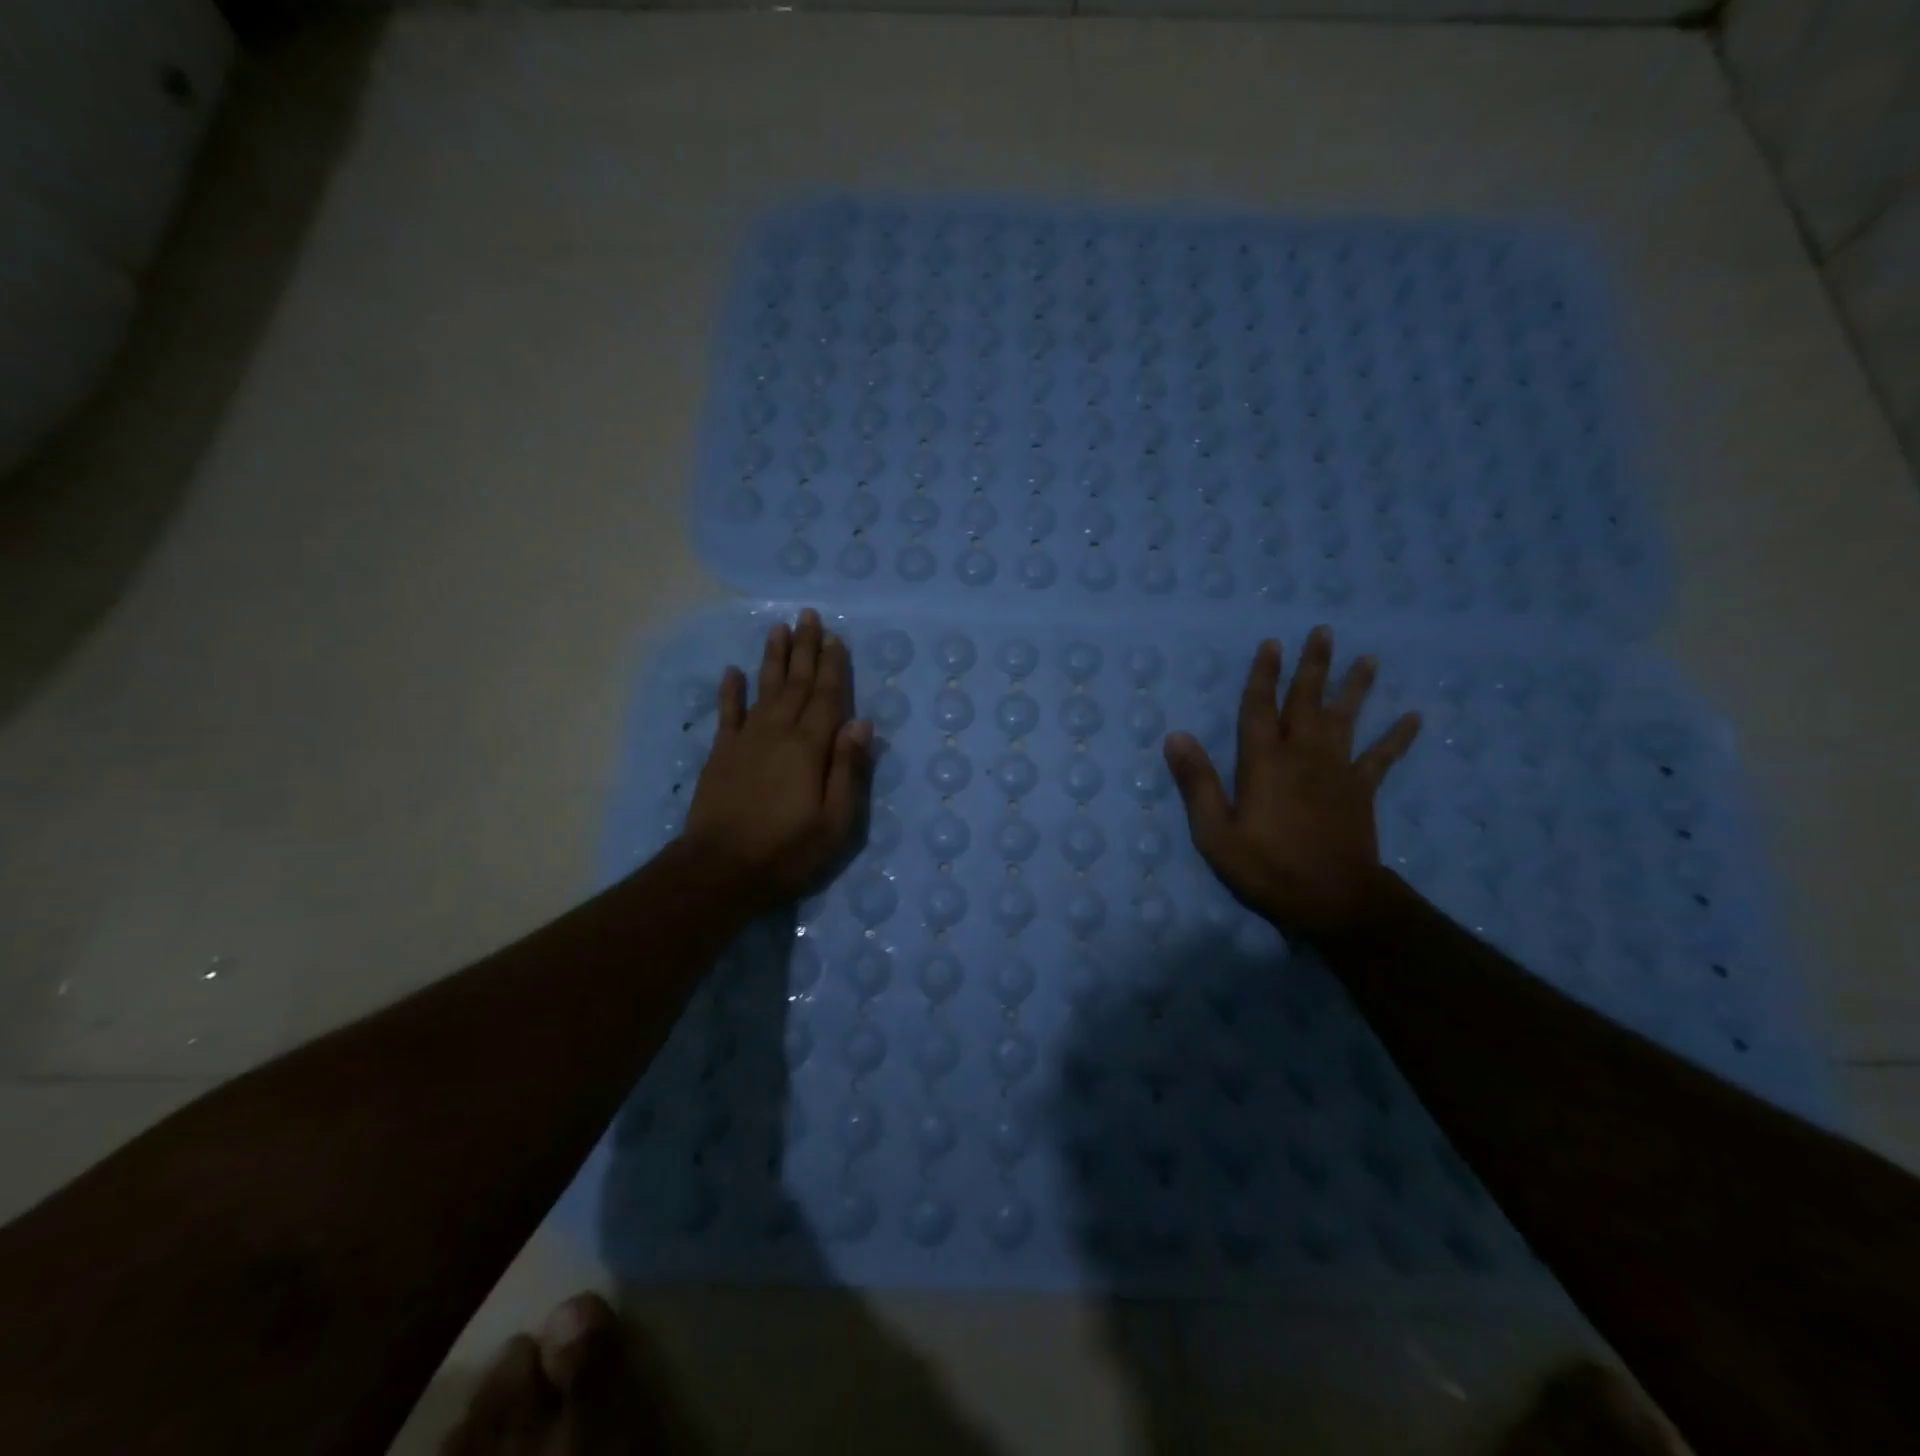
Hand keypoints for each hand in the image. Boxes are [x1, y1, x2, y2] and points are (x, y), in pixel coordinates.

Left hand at [683, 609, 871, 911]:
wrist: (720, 870)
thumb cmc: (787, 851)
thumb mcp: (835, 822)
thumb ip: (848, 769)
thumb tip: (861, 723)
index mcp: (810, 748)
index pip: (827, 698)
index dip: (833, 667)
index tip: (836, 638)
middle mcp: (778, 733)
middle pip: (796, 684)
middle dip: (805, 649)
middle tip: (808, 616)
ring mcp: (745, 741)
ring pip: (764, 689)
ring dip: (773, 659)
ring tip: (778, 629)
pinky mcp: (721, 755)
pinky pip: (728, 714)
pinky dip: (731, 691)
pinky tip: (734, 672)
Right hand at [1163, 626, 1420, 939]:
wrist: (1334, 900)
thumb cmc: (1268, 868)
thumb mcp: (1215, 833)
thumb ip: (1196, 783)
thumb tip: (1176, 736)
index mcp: (1264, 763)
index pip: (1259, 708)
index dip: (1263, 675)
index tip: (1271, 644)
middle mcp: (1302, 755)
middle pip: (1307, 702)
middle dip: (1312, 666)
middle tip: (1323, 631)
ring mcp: (1337, 771)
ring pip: (1346, 719)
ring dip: (1355, 687)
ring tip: (1368, 658)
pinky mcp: (1362, 791)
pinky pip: (1382, 757)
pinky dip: (1398, 737)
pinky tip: (1414, 717)